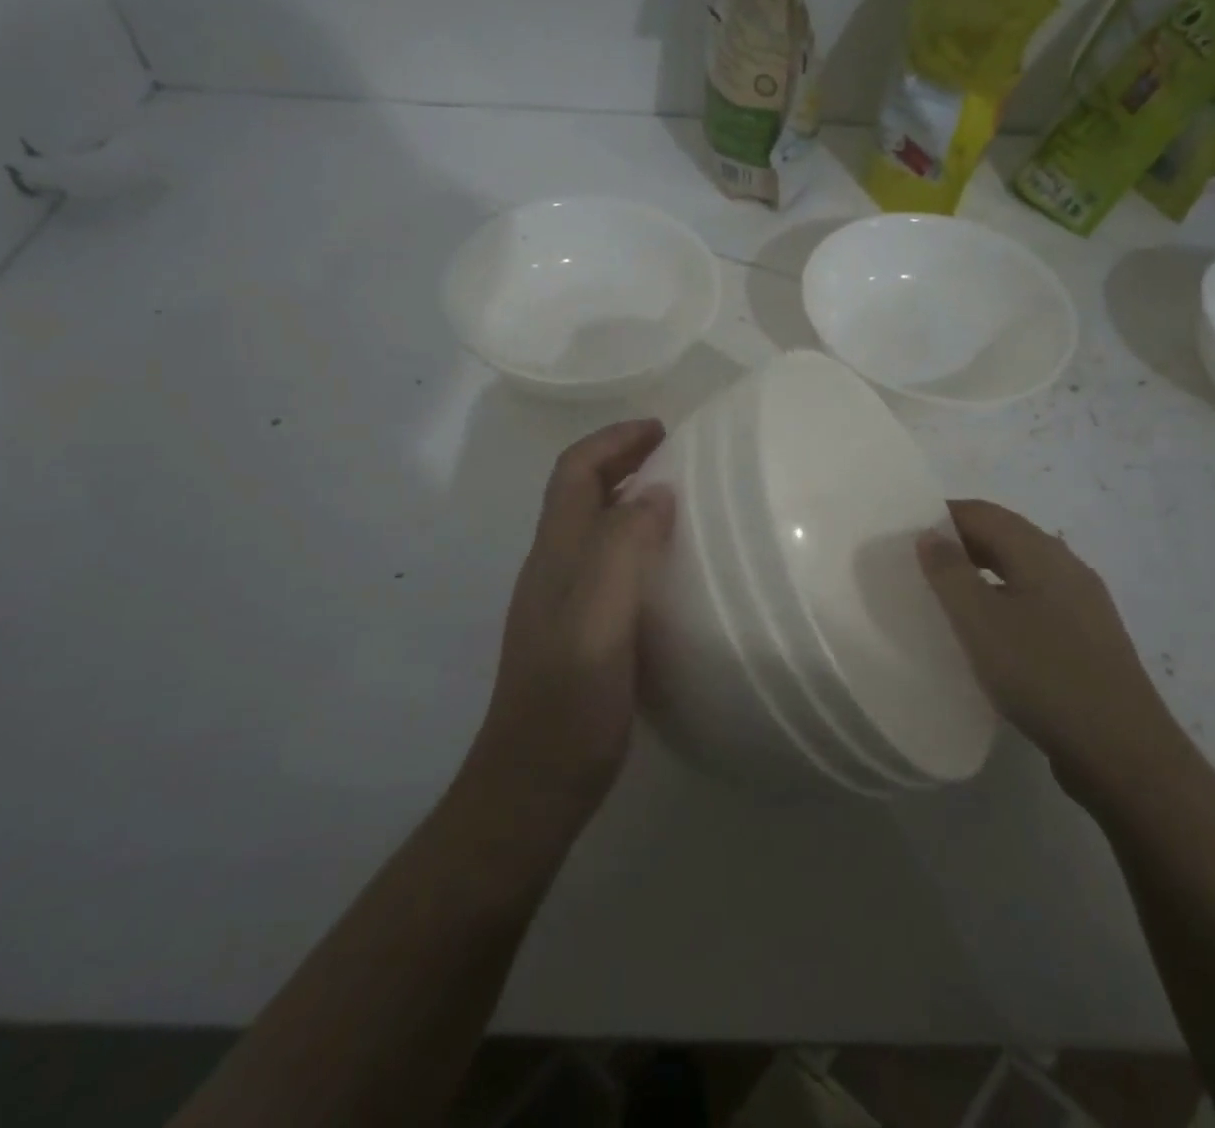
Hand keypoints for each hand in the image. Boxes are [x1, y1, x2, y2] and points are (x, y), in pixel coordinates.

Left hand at [470, 419, 674, 820]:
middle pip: (580, 494)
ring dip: (629, 500)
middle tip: (676, 455)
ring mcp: (562, 603)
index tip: (661, 429)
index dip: (612, 440)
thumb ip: (622, 550)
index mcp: (556, 554)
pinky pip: (608, 566)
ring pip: (594, 529)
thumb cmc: (568, 703)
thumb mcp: (599, 620)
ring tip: (680, 501)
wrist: (533, 786)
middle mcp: (553, 568)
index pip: (575, 472)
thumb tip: (657, 494)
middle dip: (622, 461)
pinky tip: (668, 568)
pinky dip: (636, 544)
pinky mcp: (579, 634)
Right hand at [918, 499, 1182, 795]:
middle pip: (1004, 536)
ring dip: (980, 572)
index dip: (941, 515)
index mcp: (1041, 552)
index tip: (903, 533)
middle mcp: (1066, 567)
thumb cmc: (1042, 674)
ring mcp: (1083, 604)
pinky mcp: (1088, 639)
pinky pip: (1034, 601)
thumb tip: (930, 534)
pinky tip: (987, 633)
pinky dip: (1002, 600)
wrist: (1123, 752)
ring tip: (944, 597)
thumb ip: (949, 572)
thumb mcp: (980, 620)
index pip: (983, 513)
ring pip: (1021, 570)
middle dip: (959, 542)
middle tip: (916, 563)